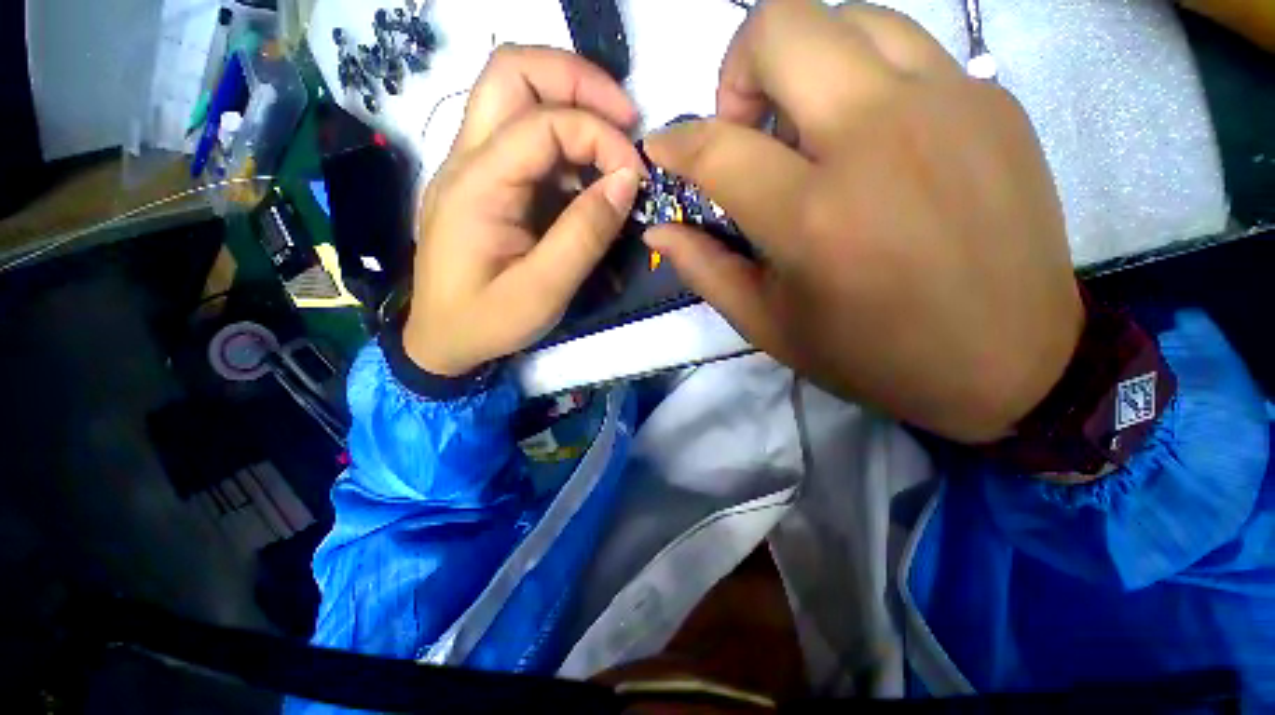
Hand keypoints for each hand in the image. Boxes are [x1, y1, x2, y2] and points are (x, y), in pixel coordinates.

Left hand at [404, 45, 644, 376]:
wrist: (442, 340)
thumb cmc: (487, 322)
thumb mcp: (543, 291)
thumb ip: (585, 235)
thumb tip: (627, 180)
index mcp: (477, 186)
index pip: (543, 123)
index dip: (601, 136)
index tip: (637, 176)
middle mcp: (468, 160)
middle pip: (514, 72)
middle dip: (578, 80)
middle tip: (626, 118)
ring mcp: (474, 167)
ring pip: (517, 95)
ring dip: (573, 105)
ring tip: (614, 146)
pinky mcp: (488, 183)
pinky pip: (526, 138)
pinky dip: (566, 142)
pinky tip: (590, 176)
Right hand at [642, 0, 1081, 442]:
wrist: (1008, 361)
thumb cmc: (871, 354)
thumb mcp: (768, 324)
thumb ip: (704, 269)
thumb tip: (658, 230)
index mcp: (813, 217)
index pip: (716, 146)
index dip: (674, 144)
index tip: (663, 150)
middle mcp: (878, 138)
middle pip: (780, 27)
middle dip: (737, 70)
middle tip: (743, 129)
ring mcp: (948, 103)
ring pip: (846, 17)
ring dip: (801, 61)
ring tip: (803, 126)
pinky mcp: (991, 98)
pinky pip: (905, 48)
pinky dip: (861, 74)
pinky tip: (866, 135)